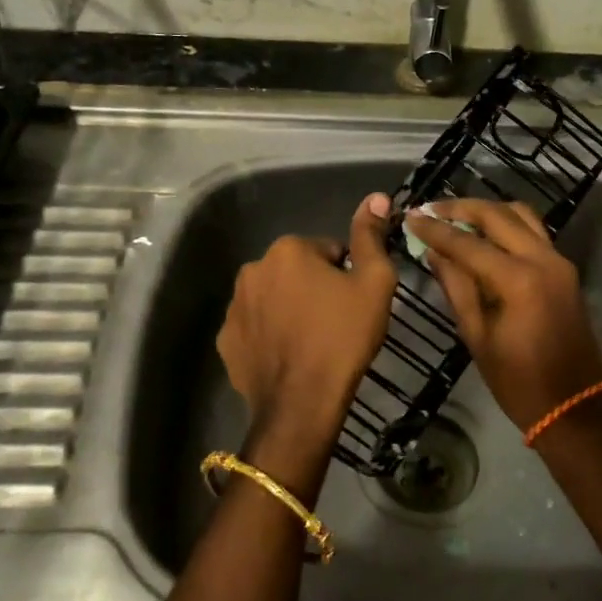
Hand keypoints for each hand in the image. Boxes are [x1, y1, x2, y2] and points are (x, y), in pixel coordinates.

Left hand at [216, 193, 397, 482]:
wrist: (302, 403)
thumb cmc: (343, 337)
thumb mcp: (373, 284)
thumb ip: (371, 237)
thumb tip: (375, 197)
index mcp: (288, 250)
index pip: (328, 251)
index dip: (346, 276)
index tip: (353, 303)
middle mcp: (253, 269)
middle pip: (297, 271)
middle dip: (314, 289)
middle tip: (335, 323)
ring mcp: (233, 306)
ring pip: (274, 298)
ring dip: (290, 310)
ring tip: (311, 342)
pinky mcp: (226, 340)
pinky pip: (255, 327)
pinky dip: (270, 335)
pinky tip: (288, 357)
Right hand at [402, 199, 601, 431]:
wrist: (574, 406)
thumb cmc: (518, 382)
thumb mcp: (477, 336)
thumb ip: (456, 287)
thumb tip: (434, 253)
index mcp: (518, 280)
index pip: (468, 243)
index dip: (436, 229)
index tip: (410, 216)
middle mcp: (543, 260)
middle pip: (498, 215)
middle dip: (461, 208)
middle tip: (430, 209)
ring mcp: (559, 262)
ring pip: (521, 216)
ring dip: (487, 211)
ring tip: (456, 217)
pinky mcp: (565, 270)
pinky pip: (533, 232)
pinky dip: (507, 225)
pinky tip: (484, 234)